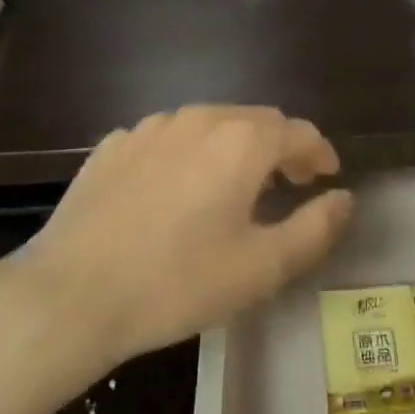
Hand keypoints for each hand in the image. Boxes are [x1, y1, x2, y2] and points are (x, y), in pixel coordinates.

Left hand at [9, 106, 353, 364]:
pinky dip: (189, 154)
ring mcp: (149, 129)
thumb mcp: (262, 267)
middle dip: (280, 147)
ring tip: (236, 186)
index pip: (299, 132)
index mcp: (241, 142)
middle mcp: (198, 120)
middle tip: (289, 184)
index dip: (319, 153)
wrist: (71, 294)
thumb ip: (315, 228)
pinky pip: (167, 139)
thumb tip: (343, 198)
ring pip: (209, 124)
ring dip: (234, 147)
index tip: (326, 177)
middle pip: (255, 121)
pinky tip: (178, 189)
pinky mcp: (113, 146)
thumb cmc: (177, 282)